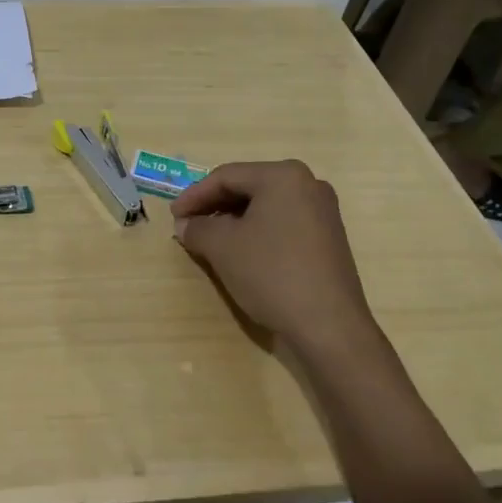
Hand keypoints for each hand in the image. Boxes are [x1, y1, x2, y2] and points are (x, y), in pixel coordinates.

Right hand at [171, 161, 371, 353]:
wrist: (328, 326)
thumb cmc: (271, 273)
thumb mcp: (222, 247)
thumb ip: (197, 228)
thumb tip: (185, 224)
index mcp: (283, 176)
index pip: (226, 176)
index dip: (194, 195)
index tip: (173, 216)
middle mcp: (308, 184)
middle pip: (248, 187)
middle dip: (213, 206)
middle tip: (188, 225)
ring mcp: (322, 212)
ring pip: (265, 207)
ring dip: (233, 220)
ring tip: (208, 240)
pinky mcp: (328, 238)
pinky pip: (282, 223)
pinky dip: (256, 232)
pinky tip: (240, 251)